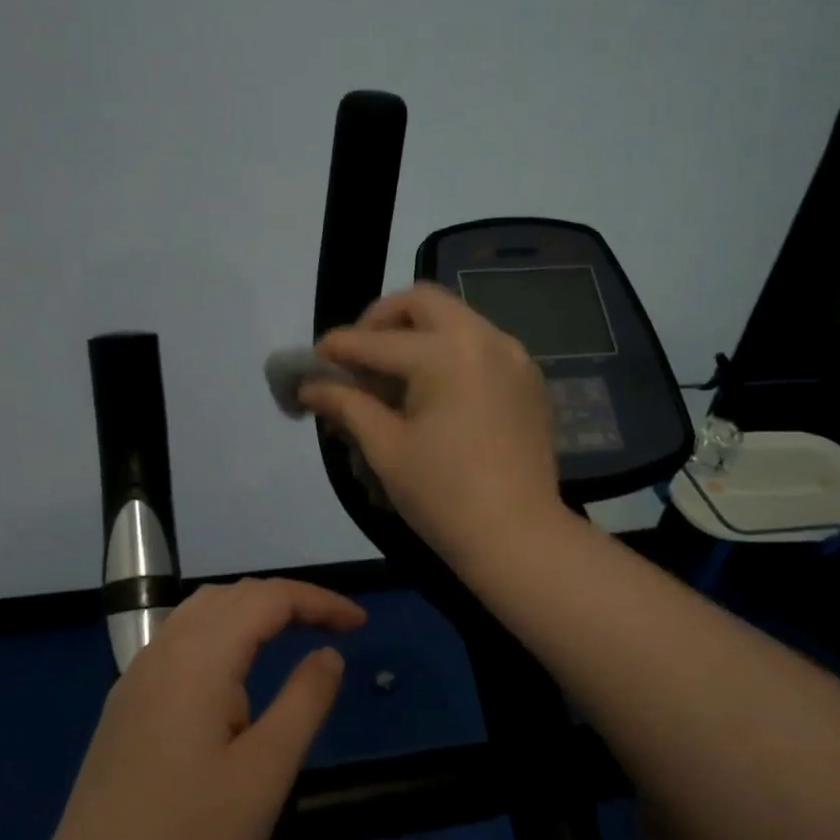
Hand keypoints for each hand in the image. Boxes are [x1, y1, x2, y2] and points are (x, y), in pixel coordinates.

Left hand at [40, 578, 365, 839]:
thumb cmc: (190, 837)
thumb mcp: (266, 772)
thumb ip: (304, 702)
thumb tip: (328, 655)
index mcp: (199, 657)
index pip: (268, 598)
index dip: (318, 601)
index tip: (359, 623)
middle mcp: (164, 650)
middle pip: (233, 595)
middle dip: (288, 600)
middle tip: (333, 628)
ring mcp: (137, 676)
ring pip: (201, 612)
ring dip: (251, 610)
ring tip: (290, 635)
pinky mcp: (126, 703)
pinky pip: (180, 639)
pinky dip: (221, 632)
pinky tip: (232, 671)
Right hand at [300, 283, 562, 561]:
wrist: (519, 537)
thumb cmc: (444, 496)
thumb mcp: (386, 449)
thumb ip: (347, 406)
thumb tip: (309, 387)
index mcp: (445, 354)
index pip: (376, 341)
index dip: (337, 348)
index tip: (312, 360)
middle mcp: (484, 339)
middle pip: (422, 302)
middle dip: (382, 319)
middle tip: (359, 354)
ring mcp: (514, 356)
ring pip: (456, 319)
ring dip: (418, 333)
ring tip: (393, 374)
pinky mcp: (529, 379)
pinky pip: (481, 345)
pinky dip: (450, 352)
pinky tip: (434, 390)